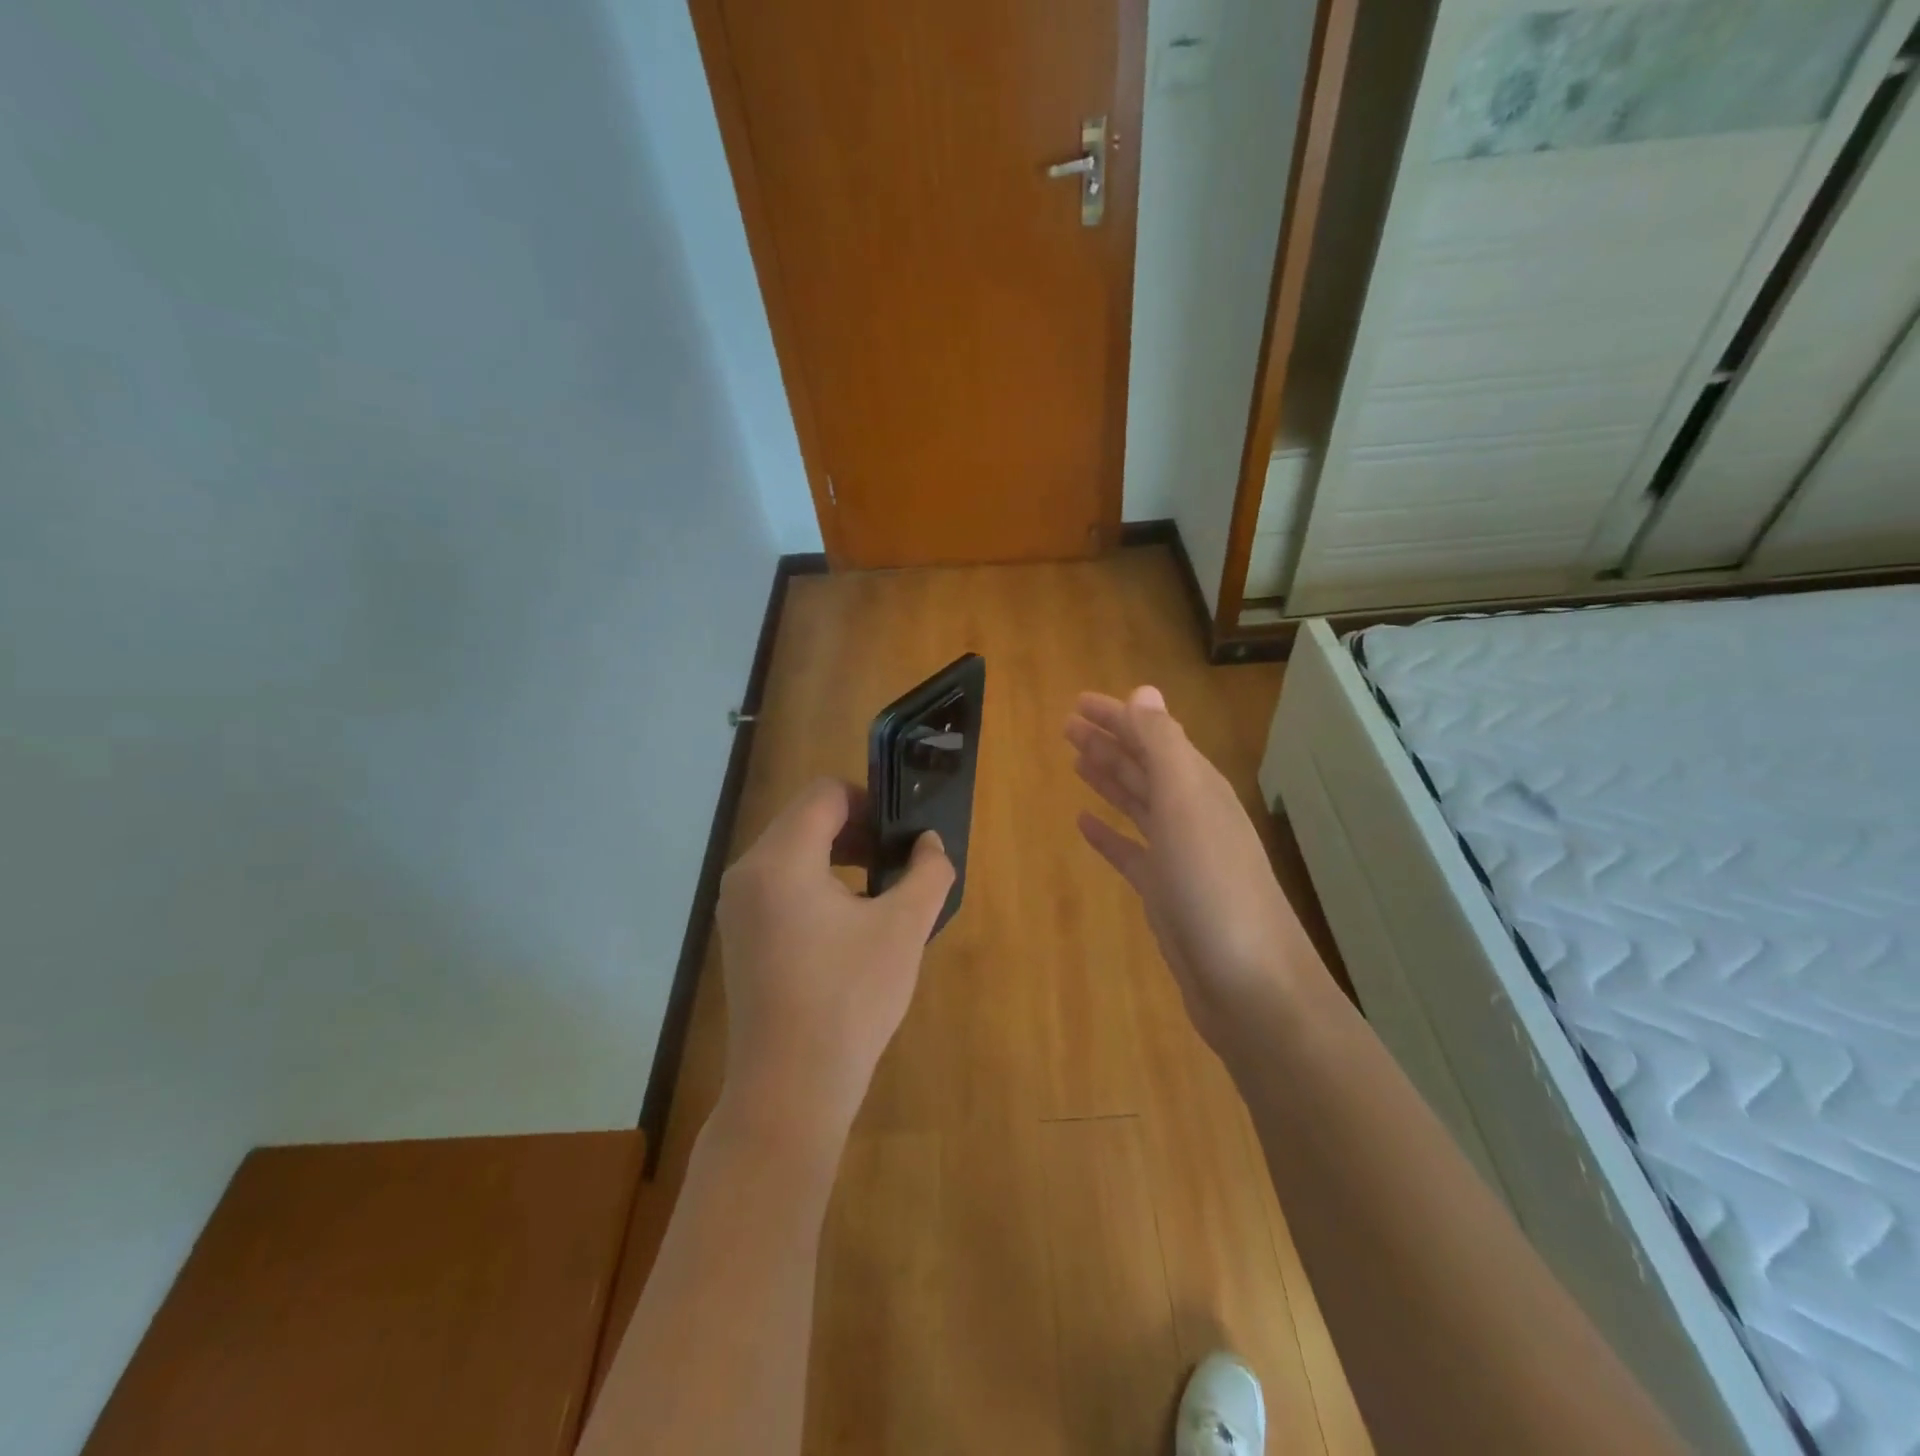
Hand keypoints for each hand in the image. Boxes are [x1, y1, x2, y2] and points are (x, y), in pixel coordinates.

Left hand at [715, 777, 953, 1147]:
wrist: (791, 1089)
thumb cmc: (850, 1000)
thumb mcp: (904, 928)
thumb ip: (927, 871)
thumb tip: (928, 843)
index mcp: (781, 860)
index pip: (825, 794)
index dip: (869, 801)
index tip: (901, 835)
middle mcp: (748, 872)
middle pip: (806, 818)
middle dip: (856, 830)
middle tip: (897, 862)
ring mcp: (737, 906)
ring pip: (792, 850)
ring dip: (838, 856)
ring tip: (879, 893)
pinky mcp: (740, 934)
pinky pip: (779, 883)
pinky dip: (816, 883)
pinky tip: (849, 924)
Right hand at [1066, 686, 1301, 1051]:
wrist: (1249, 984)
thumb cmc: (1214, 886)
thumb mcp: (1186, 804)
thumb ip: (1163, 746)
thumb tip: (1143, 691)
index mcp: (1197, 786)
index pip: (1153, 735)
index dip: (1117, 716)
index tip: (1078, 701)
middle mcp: (1190, 814)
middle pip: (1143, 766)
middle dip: (1108, 741)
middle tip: (1067, 725)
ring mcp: (1178, 855)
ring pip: (1137, 803)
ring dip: (1108, 778)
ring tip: (1075, 759)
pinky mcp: (1164, 892)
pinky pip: (1129, 851)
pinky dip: (1108, 833)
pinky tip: (1084, 824)